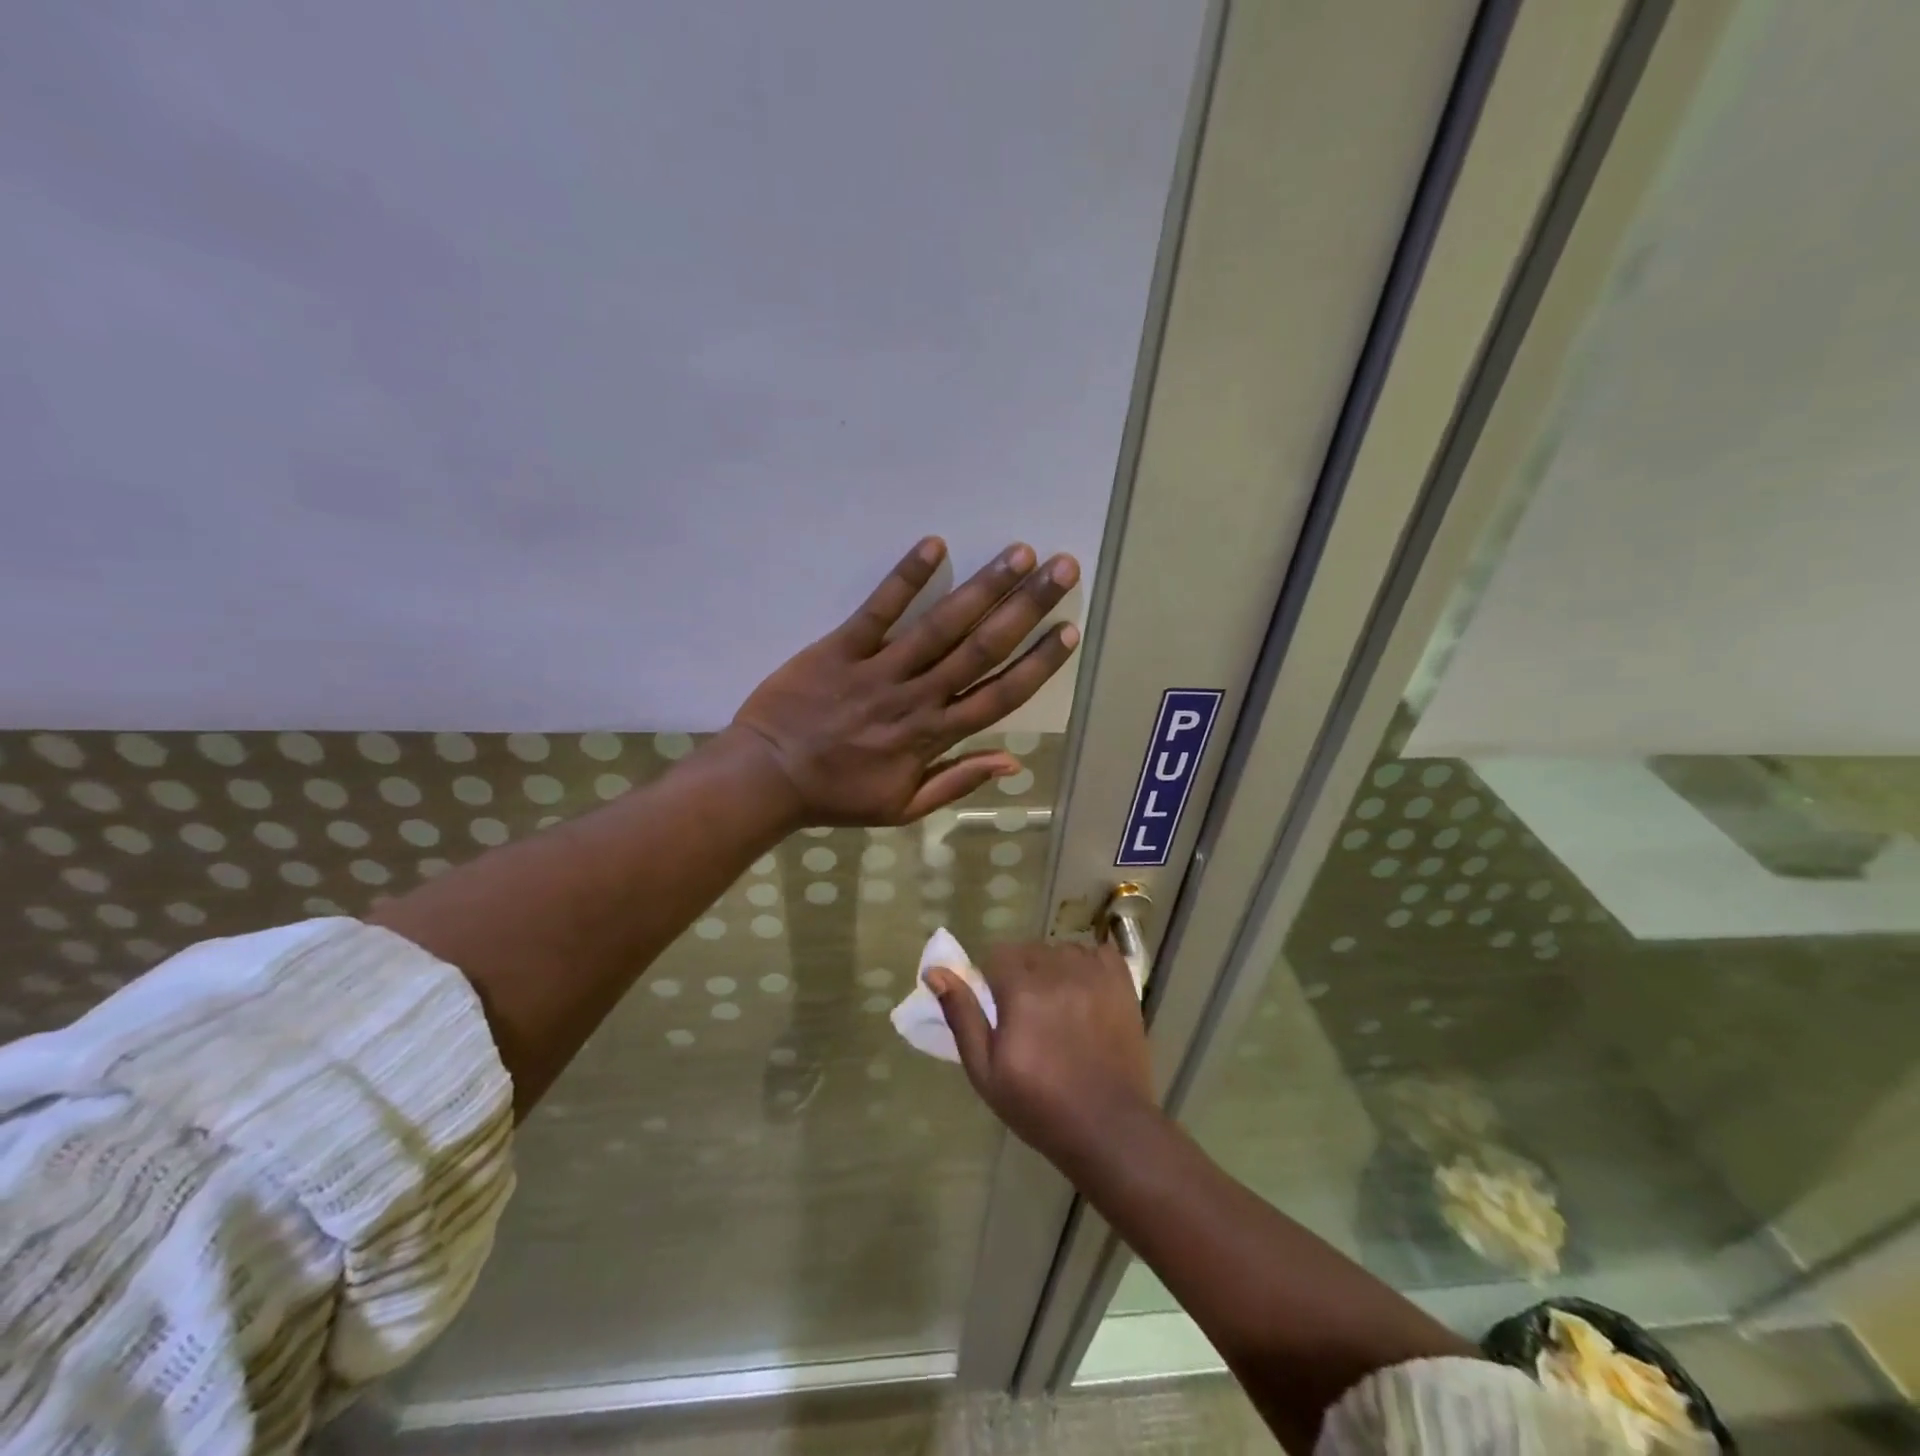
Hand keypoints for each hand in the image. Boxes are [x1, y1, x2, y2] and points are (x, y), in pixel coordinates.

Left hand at [729, 537, 1079, 827]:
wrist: (766, 779)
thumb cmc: (837, 795)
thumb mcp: (903, 808)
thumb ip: (958, 781)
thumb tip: (1014, 762)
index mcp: (933, 737)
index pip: (999, 696)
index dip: (1038, 663)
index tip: (1069, 631)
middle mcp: (916, 698)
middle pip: (982, 650)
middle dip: (1027, 608)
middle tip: (1062, 569)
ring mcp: (878, 670)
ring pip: (941, 626)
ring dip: (983, 588)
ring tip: (1019, 553)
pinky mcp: (840, 648)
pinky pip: (878, 610)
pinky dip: (905, 578)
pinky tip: (935, 545)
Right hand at [927, 941, 1152, 1168]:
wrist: (1108, 1128)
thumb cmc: (1039, 1106)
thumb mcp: (986, 1071)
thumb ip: (962, 1016)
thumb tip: (934, 972)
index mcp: (1022, 990)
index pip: (997, 955)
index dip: (993, 981)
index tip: (1000, 1011)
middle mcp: (1058, 971)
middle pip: (1030, 950)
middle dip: (1022, 974)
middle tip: (1028, 1014)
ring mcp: (1095, 975)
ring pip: (1063, 949)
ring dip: (1055, 968)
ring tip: (1059, 1005)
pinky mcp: (1122, 984)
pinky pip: (1099, 952)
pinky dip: (1089, 964)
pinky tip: (1086, 992)